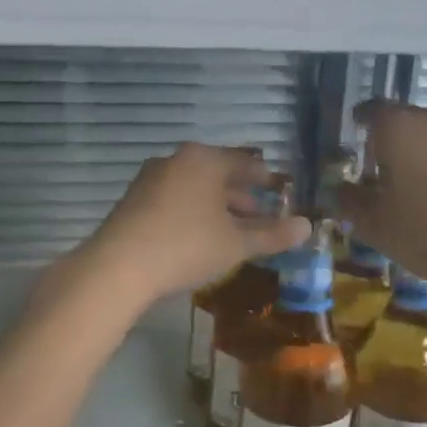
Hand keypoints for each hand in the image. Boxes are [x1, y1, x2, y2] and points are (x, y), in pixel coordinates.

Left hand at [77, 144, 309, 307]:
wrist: (118, 266)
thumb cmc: (187, 246)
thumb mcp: (236, 243)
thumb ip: (272, 234)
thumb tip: (307, 227)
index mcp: (205, 160)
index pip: (245, 162)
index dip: (266, 179)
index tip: (280, 192)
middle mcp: (176, 159)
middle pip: (218, 173)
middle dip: (240, 195)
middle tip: (260, 215)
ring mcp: (150, 178)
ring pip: (194, 187)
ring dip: (216, 205)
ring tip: (231, 229)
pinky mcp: (133, 199)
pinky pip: (174, 198)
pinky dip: (192, 211)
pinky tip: (198, 236)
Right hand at [336, 100, 426, 293]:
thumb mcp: (375, 224)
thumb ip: (348, 201)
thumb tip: (338, 188)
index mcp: (398, 127)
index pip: (369, 110)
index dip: (357, 125)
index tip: (350, 144)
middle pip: (402, 121)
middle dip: (387, 143)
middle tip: (376, 174)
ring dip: (418, 156)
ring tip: (410, 190)